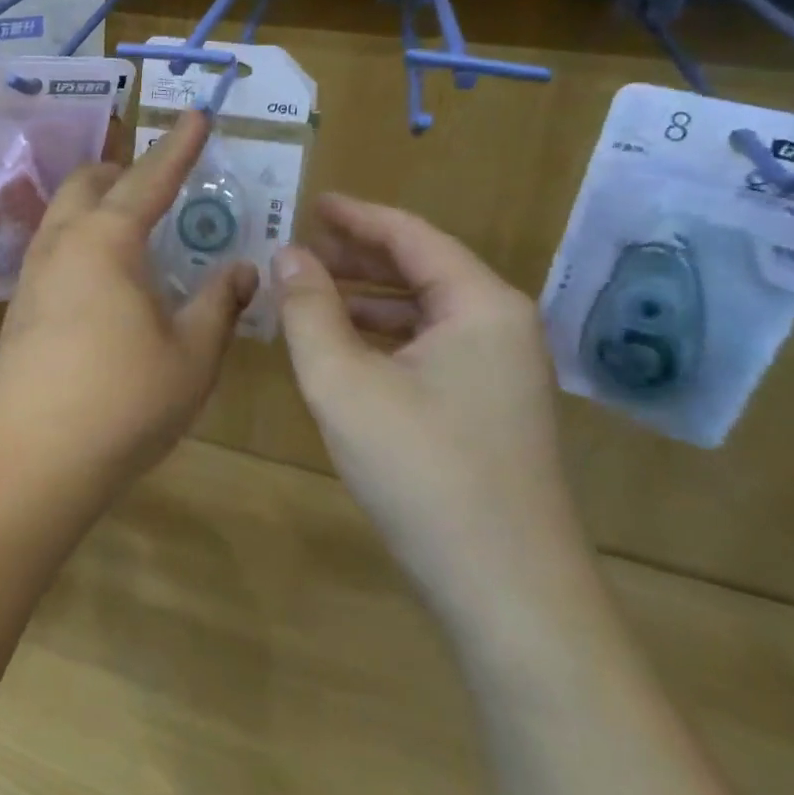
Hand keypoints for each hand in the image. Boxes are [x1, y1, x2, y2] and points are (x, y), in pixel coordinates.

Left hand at [0, 111, 257, 492]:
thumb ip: (219, 304)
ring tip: (133, 224)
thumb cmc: (124, 400)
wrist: (32, 457)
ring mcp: (33, 273)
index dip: (179, 146)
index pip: (150, 178)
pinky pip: (53, 248)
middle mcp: (63, 242)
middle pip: (89, 182)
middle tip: (160, 180)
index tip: (197, 114)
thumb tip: (241, 270)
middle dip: (125, 169)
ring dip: (97, 202)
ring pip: (63, 213)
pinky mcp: (19, 306)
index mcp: (108, 239)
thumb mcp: (192, 354)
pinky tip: (103, 276)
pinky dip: (82, 238)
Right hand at [273, 195, 583, 621]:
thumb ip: (307, 310)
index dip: (356, 216)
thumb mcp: (343, 381)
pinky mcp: (490, 410)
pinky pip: (430, 349)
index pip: (411, 236)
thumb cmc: (421, 469)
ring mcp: (502, 373)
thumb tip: (288, 256)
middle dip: (357, 257)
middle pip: (422, 269)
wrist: (505, 591)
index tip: (311, 203)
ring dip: (366, 299)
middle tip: (300, 248)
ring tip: (309, 294)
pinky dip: (383, 337)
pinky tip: (344, 349)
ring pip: (424, 312)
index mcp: (480, 304)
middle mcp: (501, 327)